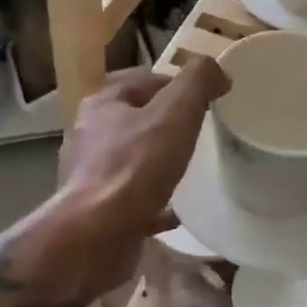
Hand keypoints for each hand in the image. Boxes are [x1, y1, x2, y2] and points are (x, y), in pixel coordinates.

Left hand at [40, 59, 230, 297]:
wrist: (96, 236)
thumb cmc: (135, 167)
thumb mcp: (175, 112)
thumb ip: (197, 82)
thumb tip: (216, 70)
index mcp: (103, 104)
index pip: (144, 80)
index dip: (177, 85)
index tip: (207, 100)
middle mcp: (90, 135)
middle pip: (136, 120)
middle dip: (166, 124)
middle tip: (201, 133)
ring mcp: (91, 175)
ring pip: (132, 160)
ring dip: (158, 162)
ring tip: (190, 169)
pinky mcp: (98, 211)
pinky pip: (134, 200)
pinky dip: (155, 203)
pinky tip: (177, 211)